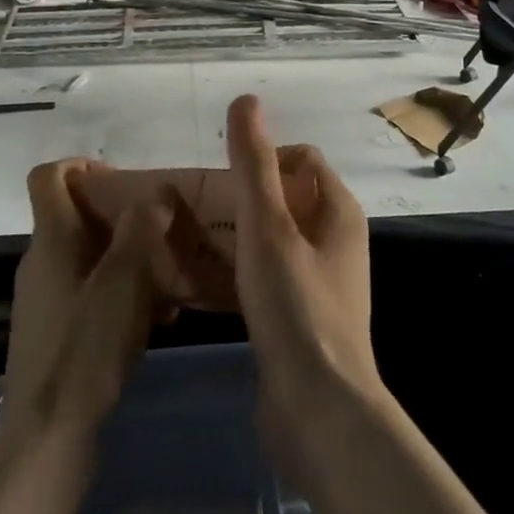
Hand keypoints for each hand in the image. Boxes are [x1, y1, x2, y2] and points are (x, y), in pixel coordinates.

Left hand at [3, 159, 174, 444]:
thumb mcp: (123, 283)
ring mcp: (44, 299)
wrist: (47, 437)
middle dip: (117, 215)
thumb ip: (140, 231)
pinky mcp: (53, 333)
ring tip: (166, 276)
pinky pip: (87, 292)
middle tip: (158, 229)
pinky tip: (155, 319)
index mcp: (50, 240)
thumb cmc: (84, 349)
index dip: (80, 164)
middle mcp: (40, 262)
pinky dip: (118, 292)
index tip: (120, 179)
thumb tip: (156, 192)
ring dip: (124, 258)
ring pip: (86, 257)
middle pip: (72, 216)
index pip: (48, 177)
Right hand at [170, 97, 380, 465]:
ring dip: (223, 237)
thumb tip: (246, 100)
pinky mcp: (295, 318)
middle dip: (231, 199)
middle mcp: (331, 241)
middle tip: (184, 208)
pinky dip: (229, 273)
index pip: (300, 159)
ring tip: (177, 239)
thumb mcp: (268, 227)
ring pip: (262, 242)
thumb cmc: (296, 306)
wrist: (318, 413)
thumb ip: (254, 163)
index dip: (261, 157)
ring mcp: (314, 282)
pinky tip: (191, 282)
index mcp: (336, 211)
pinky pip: (258, 280)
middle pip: (277, 200)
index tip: (219, 176)